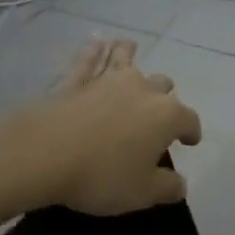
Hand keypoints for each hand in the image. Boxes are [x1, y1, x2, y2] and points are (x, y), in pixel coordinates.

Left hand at [12, 38, 202, 214]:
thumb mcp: (143, 193)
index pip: (189, 120)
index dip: (192, 132)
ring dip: (131, 55)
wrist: (43, 155)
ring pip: (126, 59)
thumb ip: (168, 187)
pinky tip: (97, 41)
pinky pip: (89, 60)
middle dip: (164, 96)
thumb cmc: (101, 176)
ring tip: (130, 49)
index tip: (190, 142)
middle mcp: (142, 90)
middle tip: (158, 111)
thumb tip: (180, 183)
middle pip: (162, 86)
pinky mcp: (75, 81)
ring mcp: (107, 81)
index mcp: (166, 116)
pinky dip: (95, 50)